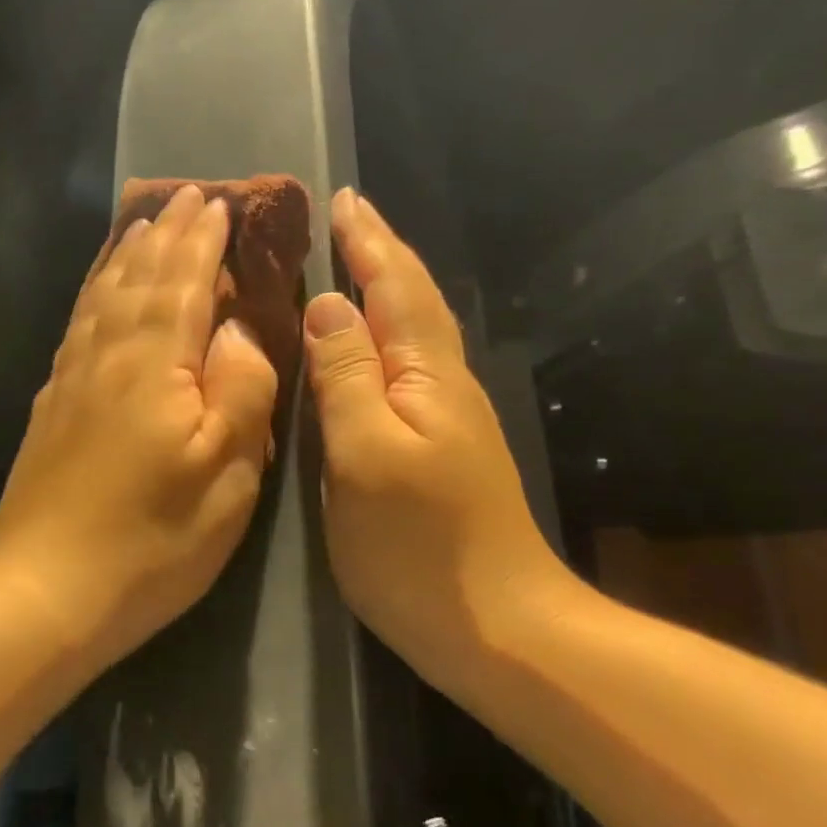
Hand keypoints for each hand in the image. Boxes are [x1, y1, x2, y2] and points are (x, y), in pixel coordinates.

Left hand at [0, 184, 278, 664]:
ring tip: (140, 228)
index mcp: (154, 364)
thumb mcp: (226, 473)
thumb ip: (240, 389)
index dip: (201, 242)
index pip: (183, 283)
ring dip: (125, 257)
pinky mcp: (50, 408)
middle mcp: (106, 357)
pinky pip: (76, 328)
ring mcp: (70, 381)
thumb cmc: (152, 539)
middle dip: (165, 236)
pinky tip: (98, 297)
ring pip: (101, 298)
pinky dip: (93, 296)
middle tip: (184, 198)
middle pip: (137, 279)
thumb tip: (236, 329)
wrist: (45, 590)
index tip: (217, 203)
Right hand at [303, 189, 566, 675]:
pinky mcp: (436, 449)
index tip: (341, 198)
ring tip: (349, 262)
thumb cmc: (420, 546)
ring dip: (383, 288)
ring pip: (411, 332)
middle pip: (412, 301)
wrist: (498, 628)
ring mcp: (445, 419)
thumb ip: (345, 375)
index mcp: (426, 375)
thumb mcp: (366, 455)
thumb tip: (327, 303)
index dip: (368, 241)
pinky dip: (381, 335)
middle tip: (345, 217)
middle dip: (380, 253)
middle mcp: (442, 385)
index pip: (395, 288)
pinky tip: (363, 344)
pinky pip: (403, 367)